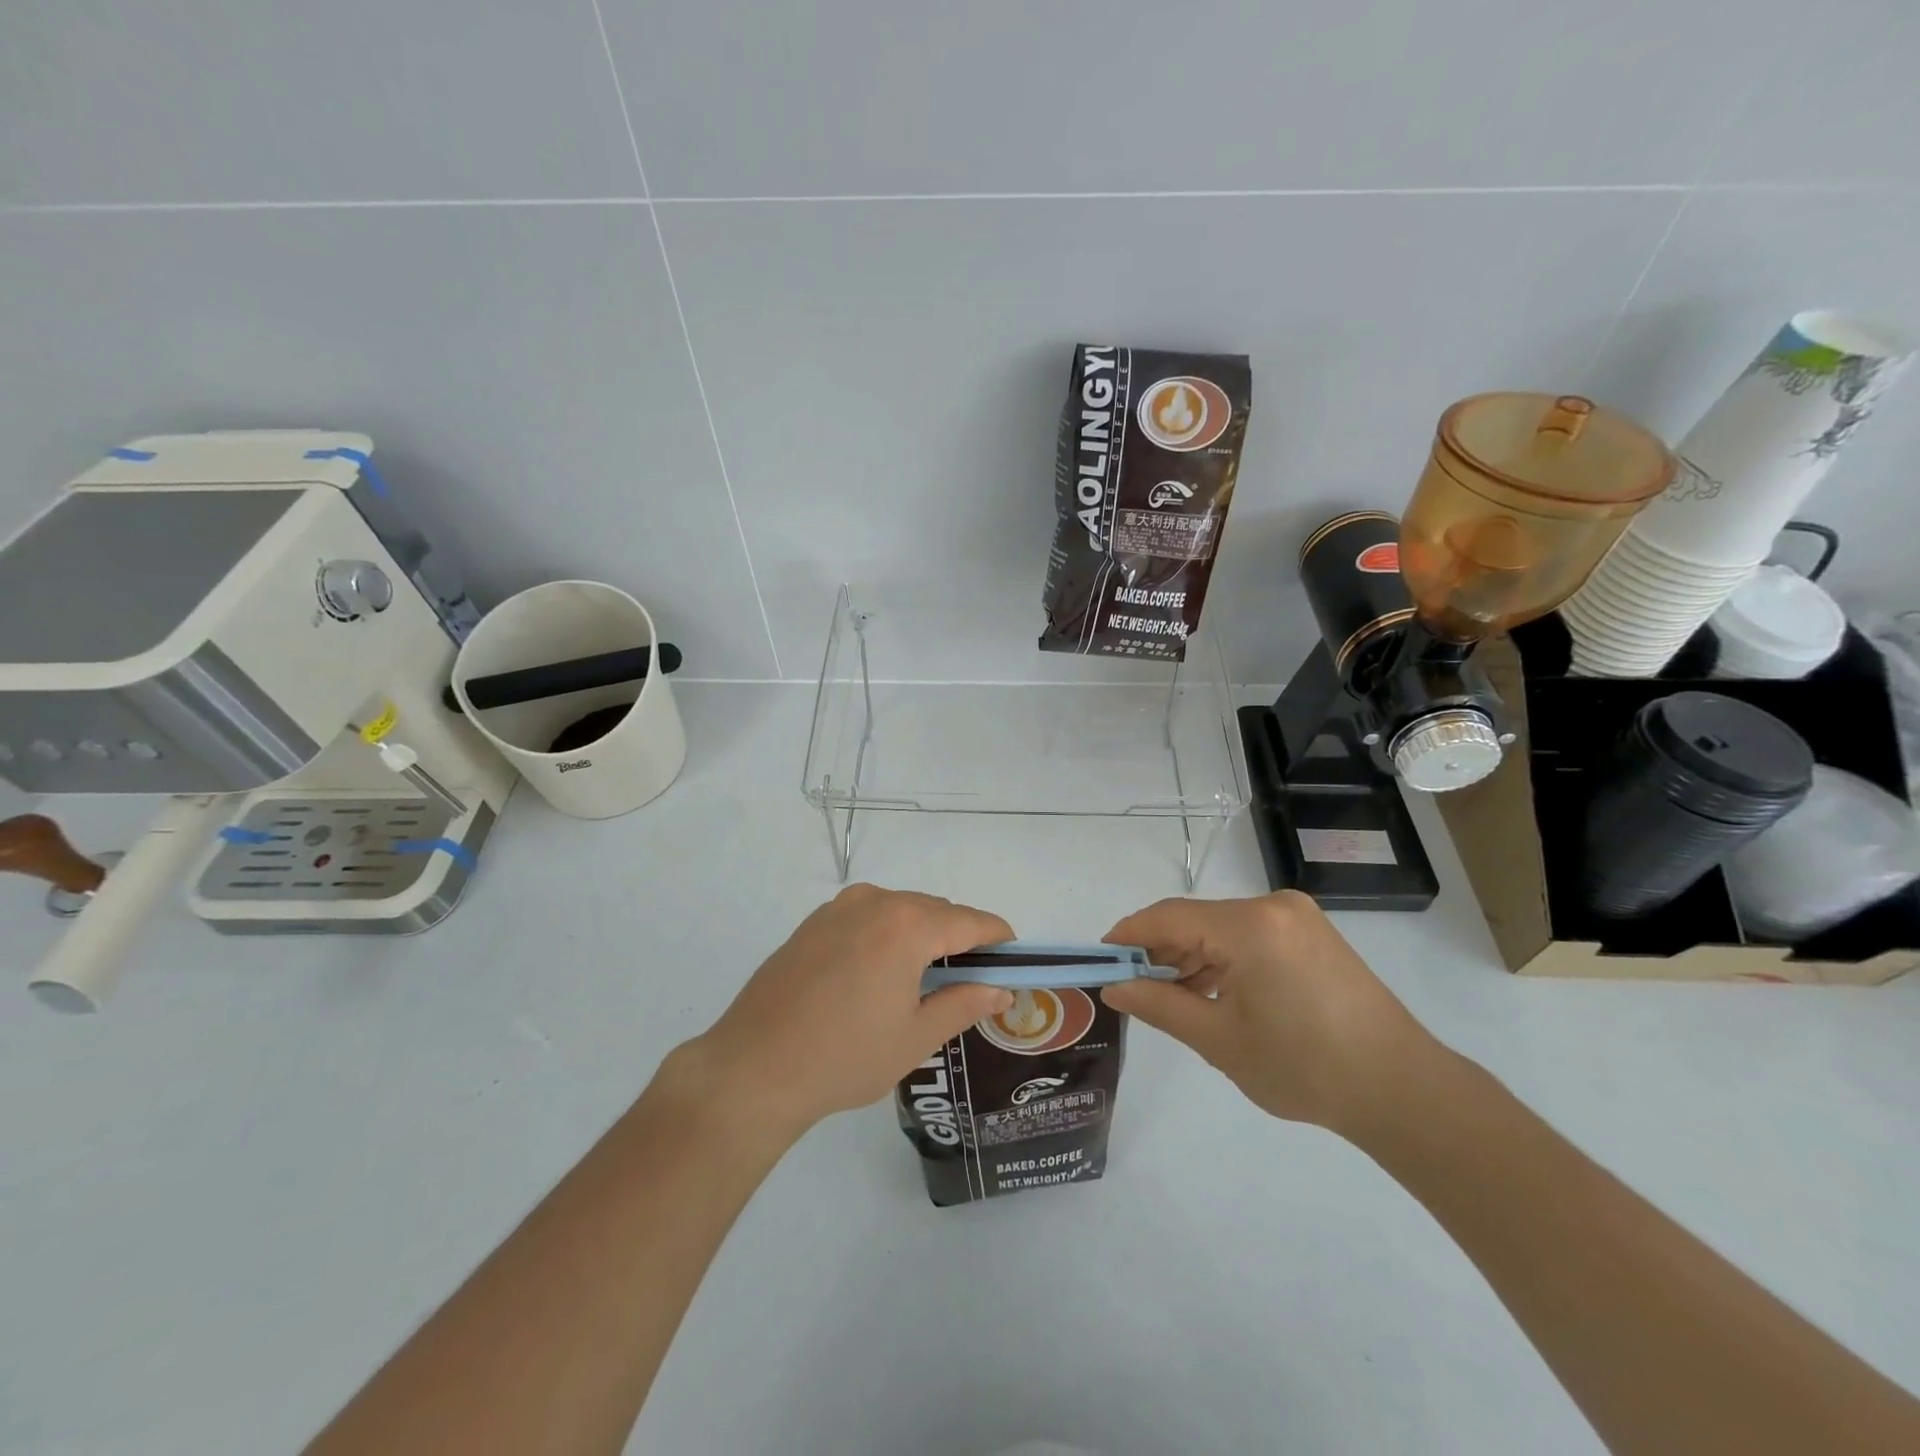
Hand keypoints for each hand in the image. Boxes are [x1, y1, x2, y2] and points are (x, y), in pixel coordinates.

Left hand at [678, 885, 1014, 1141]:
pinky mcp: (813, 923)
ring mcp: (839, 909)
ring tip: (926, 980)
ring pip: (900, 910)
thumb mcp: (916, 1036)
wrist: (753, 1068)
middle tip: (972, 980)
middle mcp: (875, 902)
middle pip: (935, 911)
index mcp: (907, 925)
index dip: (998, 937)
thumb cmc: (845, 1056)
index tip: (1014, 958)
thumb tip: (1001, 990)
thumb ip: (964, 1004)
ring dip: (923, 934)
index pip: (970, 921)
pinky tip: (879, 974)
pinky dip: (888, 934)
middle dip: (960, 938)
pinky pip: (867, 917)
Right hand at [1101, 890, 1442, 1136]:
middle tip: (1132, 987)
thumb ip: (1160, 1005)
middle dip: (1160, 951)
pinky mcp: (1312, 934)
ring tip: (1171, 998)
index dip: (1129, 935)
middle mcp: (1272, 906)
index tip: (1100, 958)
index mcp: (1250, 925)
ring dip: (1192, 957)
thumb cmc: (1304, 1067)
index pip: (1169, 917)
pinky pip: (1249, 935)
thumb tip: (1114, 987)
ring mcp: (1297, 917)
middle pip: (1195, 920)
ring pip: (1222, 928)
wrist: (1401, 1090)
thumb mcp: (1220, 1040)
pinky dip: (1224, 959)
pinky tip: (1213, 993)